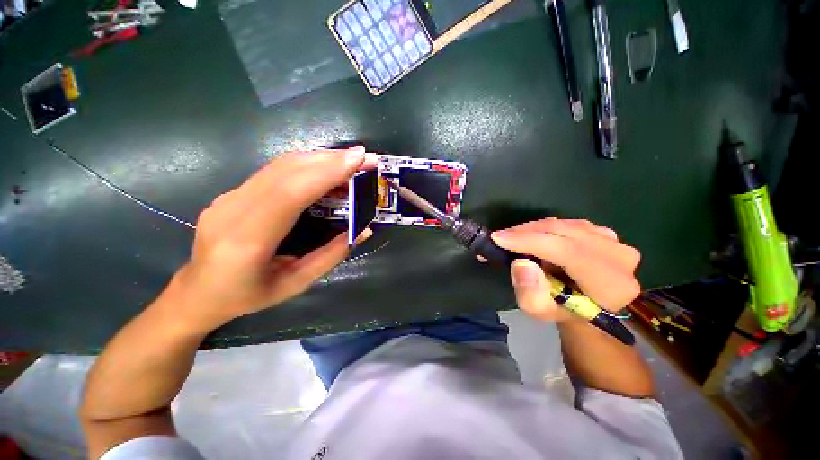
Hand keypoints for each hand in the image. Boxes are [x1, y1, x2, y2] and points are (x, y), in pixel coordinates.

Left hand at [164, 147, 376, 333]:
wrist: (196, 292)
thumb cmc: (247, 296)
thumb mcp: (295, 284)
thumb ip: (330, 256)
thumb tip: (362, 231)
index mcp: (248, 240)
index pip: (291, 193)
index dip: (326, 172)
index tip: (359, 159)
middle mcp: (233, 209)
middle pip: (287, 170)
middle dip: (331, 159)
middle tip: (364, 158)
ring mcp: (229, 196)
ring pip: (281, 164)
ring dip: (320, 158)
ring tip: (351, 162)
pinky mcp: (234, 191)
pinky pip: (275, 171)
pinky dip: (307, 165)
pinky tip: (326, 169)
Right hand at [491, 218, 640, 322]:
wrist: (586, 305)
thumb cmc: (562, 311)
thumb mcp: (540, 312)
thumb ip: (530, 294)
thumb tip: (521, 263)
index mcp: (612, 285)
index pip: (569, 252)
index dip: (531, 242)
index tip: (499, 238)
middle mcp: (620, 257)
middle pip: (564, 233)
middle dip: (526, 233)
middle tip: (499, 237)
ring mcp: (614, 241)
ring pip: (563, 225)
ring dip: (532, 229)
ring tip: (512, 238)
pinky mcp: (603, 232)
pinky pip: (566, 223)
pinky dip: (543, 227)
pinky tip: (530, 236)